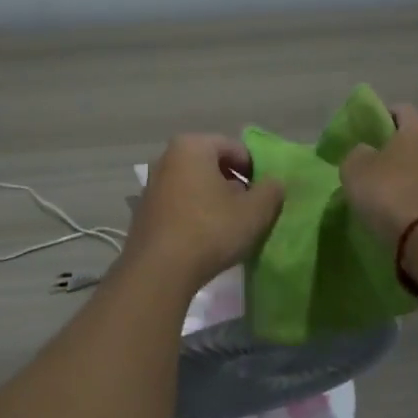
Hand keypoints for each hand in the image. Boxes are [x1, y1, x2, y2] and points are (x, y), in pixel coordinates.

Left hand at [124, 134, 284, 289]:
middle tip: (249, 209)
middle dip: (233, 183)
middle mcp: (166, 157)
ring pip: (195, 184)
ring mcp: (152, 184)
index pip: (235, 148)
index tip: (265, 194)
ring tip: (229, 225)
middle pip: (212, 164)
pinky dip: (195, 212)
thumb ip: (271, 190)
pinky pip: (179, 202)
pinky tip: (205, 236)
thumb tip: (273, 183)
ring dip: (214, 199)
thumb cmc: (210, 230)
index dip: (256, 170)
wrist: (159, 270)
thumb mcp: (255, 211)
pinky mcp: (144, 210)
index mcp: (192, 146)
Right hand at [338, 102, 417, 249]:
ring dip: (408, 175)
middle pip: (414, 139)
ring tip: (385, 194)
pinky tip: (402, 211)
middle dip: (394, 150)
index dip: (376, 121)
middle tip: (370, 167)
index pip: (397, 110)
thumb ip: (357, 153)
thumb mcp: (355, 168)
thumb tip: (366, 153)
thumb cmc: (392, 192)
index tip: (360, 140)